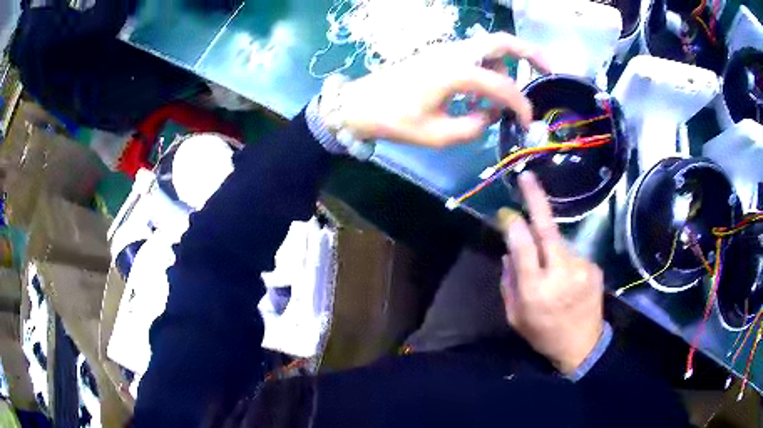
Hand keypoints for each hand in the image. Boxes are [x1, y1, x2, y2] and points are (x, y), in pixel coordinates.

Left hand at [337, 32, 549, 146]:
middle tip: (549, 69)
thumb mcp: (438, 135)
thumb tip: (489, 115)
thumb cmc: (395, 120)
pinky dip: (487, 70)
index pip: (503, 85)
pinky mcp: (439, 56)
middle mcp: (455, 53)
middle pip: (501, 41)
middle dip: (530, 53)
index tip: (527, 122)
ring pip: (488, 47)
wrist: (358, 105)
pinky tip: (480, 96)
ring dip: (506, 66)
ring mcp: (446, 51)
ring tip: (506, 98)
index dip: (521, 104)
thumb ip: (474, 126)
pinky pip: (473, 56)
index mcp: (457, 71)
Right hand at [498, 173, 603, 374]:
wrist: (583, 346)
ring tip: (552, 272)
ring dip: (550, 248)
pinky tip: (567, 278)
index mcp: (536, 290)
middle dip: (536, 200)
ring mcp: (582, 268)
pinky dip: (564, 259)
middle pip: (547, 230)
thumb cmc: (543, 334)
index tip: (506, 213)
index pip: (522, 247)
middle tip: (527, 177)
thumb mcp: (515, 316)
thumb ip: (509, 283)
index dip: (513, 225)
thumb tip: (510, 251)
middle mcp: (561, 274)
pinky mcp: (594, 267)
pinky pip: (572, 254)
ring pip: (559, 243)